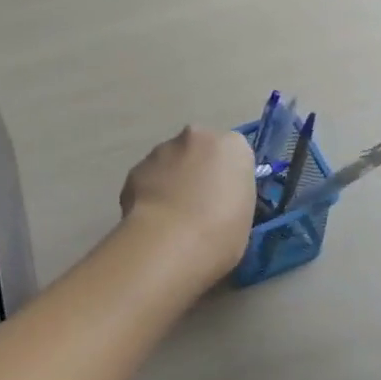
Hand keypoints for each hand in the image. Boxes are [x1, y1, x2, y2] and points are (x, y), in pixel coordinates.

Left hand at [119, 126, 254, 279]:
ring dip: (172, 180)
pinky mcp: (136, 168)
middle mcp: (197, 137)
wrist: (169, 242)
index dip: (228, 177)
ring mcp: (162, 149)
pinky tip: (152, 220)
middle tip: (198, 205)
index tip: (224, 199)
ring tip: (172, 217)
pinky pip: (148, 179)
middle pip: (199, 150)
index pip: (234, 154)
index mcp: (233, 146)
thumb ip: (232, 195)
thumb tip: (217, 199)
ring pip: (170, 161)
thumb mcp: (245, 215)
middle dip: (197, 170)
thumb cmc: (221, 234)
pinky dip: (150, 194)